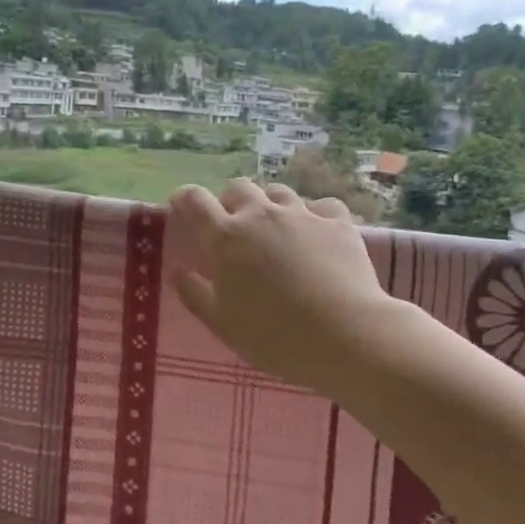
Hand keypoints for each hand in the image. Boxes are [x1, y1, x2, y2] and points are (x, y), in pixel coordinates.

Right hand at [167, 178, 400, 393]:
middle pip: (238, 188)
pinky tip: (317, 232)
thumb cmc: (273, 335)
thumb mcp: (222, 323)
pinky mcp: (337, 222)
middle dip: (230, 201)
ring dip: (269, 204)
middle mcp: (261, 215)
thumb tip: (179, 271)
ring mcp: (302, 214)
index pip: (194, 200)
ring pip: (278, 192)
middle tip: (233, 226)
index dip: (184, 199)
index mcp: (226, 237)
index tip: (181, 206)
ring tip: (275, 229)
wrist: (345, 335)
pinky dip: (313, 214)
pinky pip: (321, 206)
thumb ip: (195, 294)